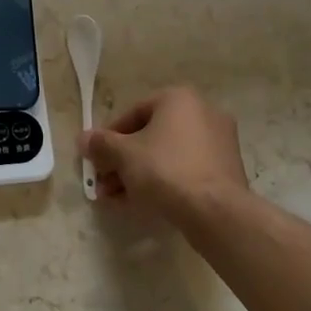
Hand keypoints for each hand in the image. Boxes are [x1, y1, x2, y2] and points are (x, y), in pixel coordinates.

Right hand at [80, 86, 251, 230]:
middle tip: (104, 183)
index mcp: (178, 98)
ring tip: (117, 199)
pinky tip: (142, 204)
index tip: (96, 159)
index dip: (108, 138)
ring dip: (138, 174)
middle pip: (150, 136)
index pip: (132, 113)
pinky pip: (185, 170)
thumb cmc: (165, 170)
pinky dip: (163, 182)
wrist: (216, 212)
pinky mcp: (227, 171)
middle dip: (122, 161)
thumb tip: (83, 139)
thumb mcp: (124, 155)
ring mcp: (219, 143)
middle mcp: (203, 112)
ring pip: (167, 155)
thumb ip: (101, 144)